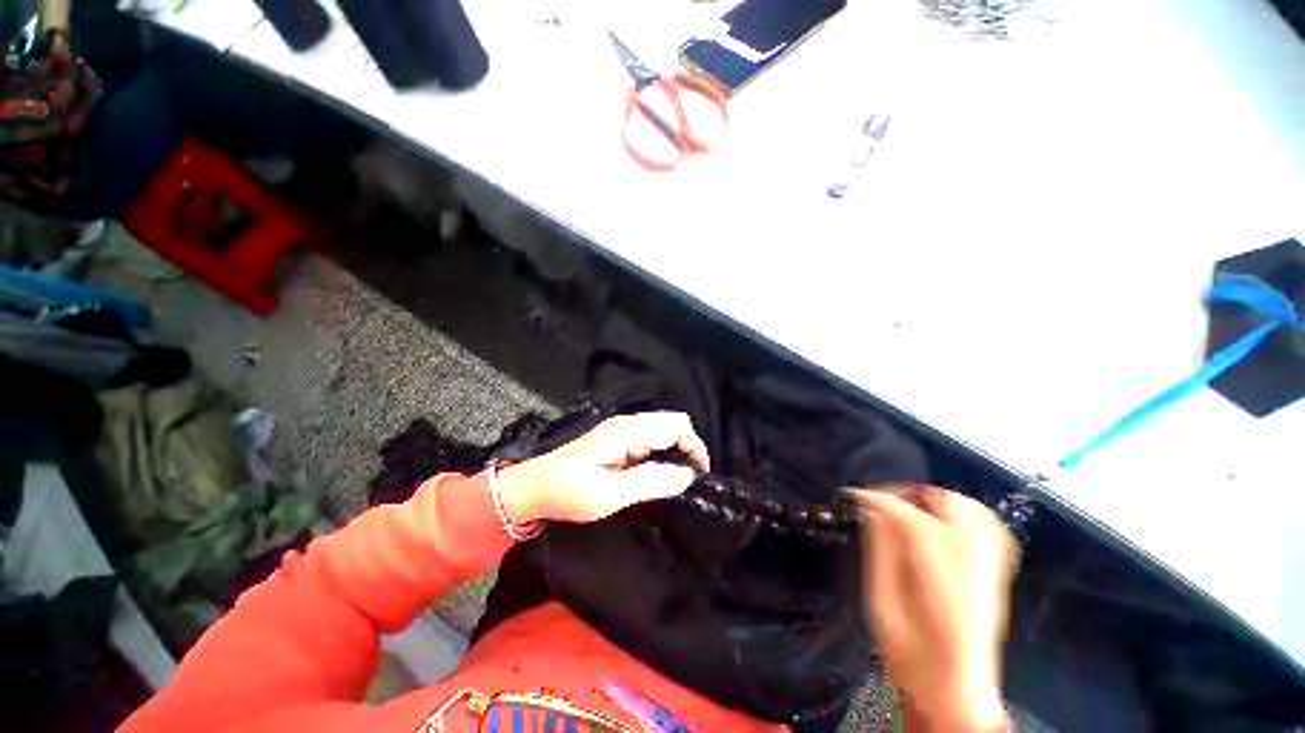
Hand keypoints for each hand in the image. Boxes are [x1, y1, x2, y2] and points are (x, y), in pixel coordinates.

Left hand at [497, 412, 710, 524]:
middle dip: (687, 449)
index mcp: (628, 430)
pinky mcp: (617, 443)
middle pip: (672, 425)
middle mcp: (628, 425)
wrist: (534, 488)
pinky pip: (650, 444)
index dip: (694, 446)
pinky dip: (661, 458)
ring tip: (677, 483)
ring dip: (675, 454)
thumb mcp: (611, 494)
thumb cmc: (569, 492)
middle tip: (690, 481)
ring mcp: (622, 432)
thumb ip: (652, 481)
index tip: (700, 476)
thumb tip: (687, 475)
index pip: (676, 425)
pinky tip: (658, 479)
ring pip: (662, 434)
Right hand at [853, 486, 1015, 732]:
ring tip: (908, 504)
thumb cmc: (910, 659)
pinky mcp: (997, 575)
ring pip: (976, 514)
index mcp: (943, 588)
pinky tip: (941, 519)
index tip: (857, 496)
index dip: (883, 501)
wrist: (955, 694)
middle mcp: (976, 575)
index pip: (916, 524)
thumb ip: (880, 555)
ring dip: (938, 500)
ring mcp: (992, 574)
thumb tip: (873, 512)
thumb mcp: (882, 608)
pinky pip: (990, 529)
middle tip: (882, 500)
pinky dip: (963, 512)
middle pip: (954, 511)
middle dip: (911, 494)